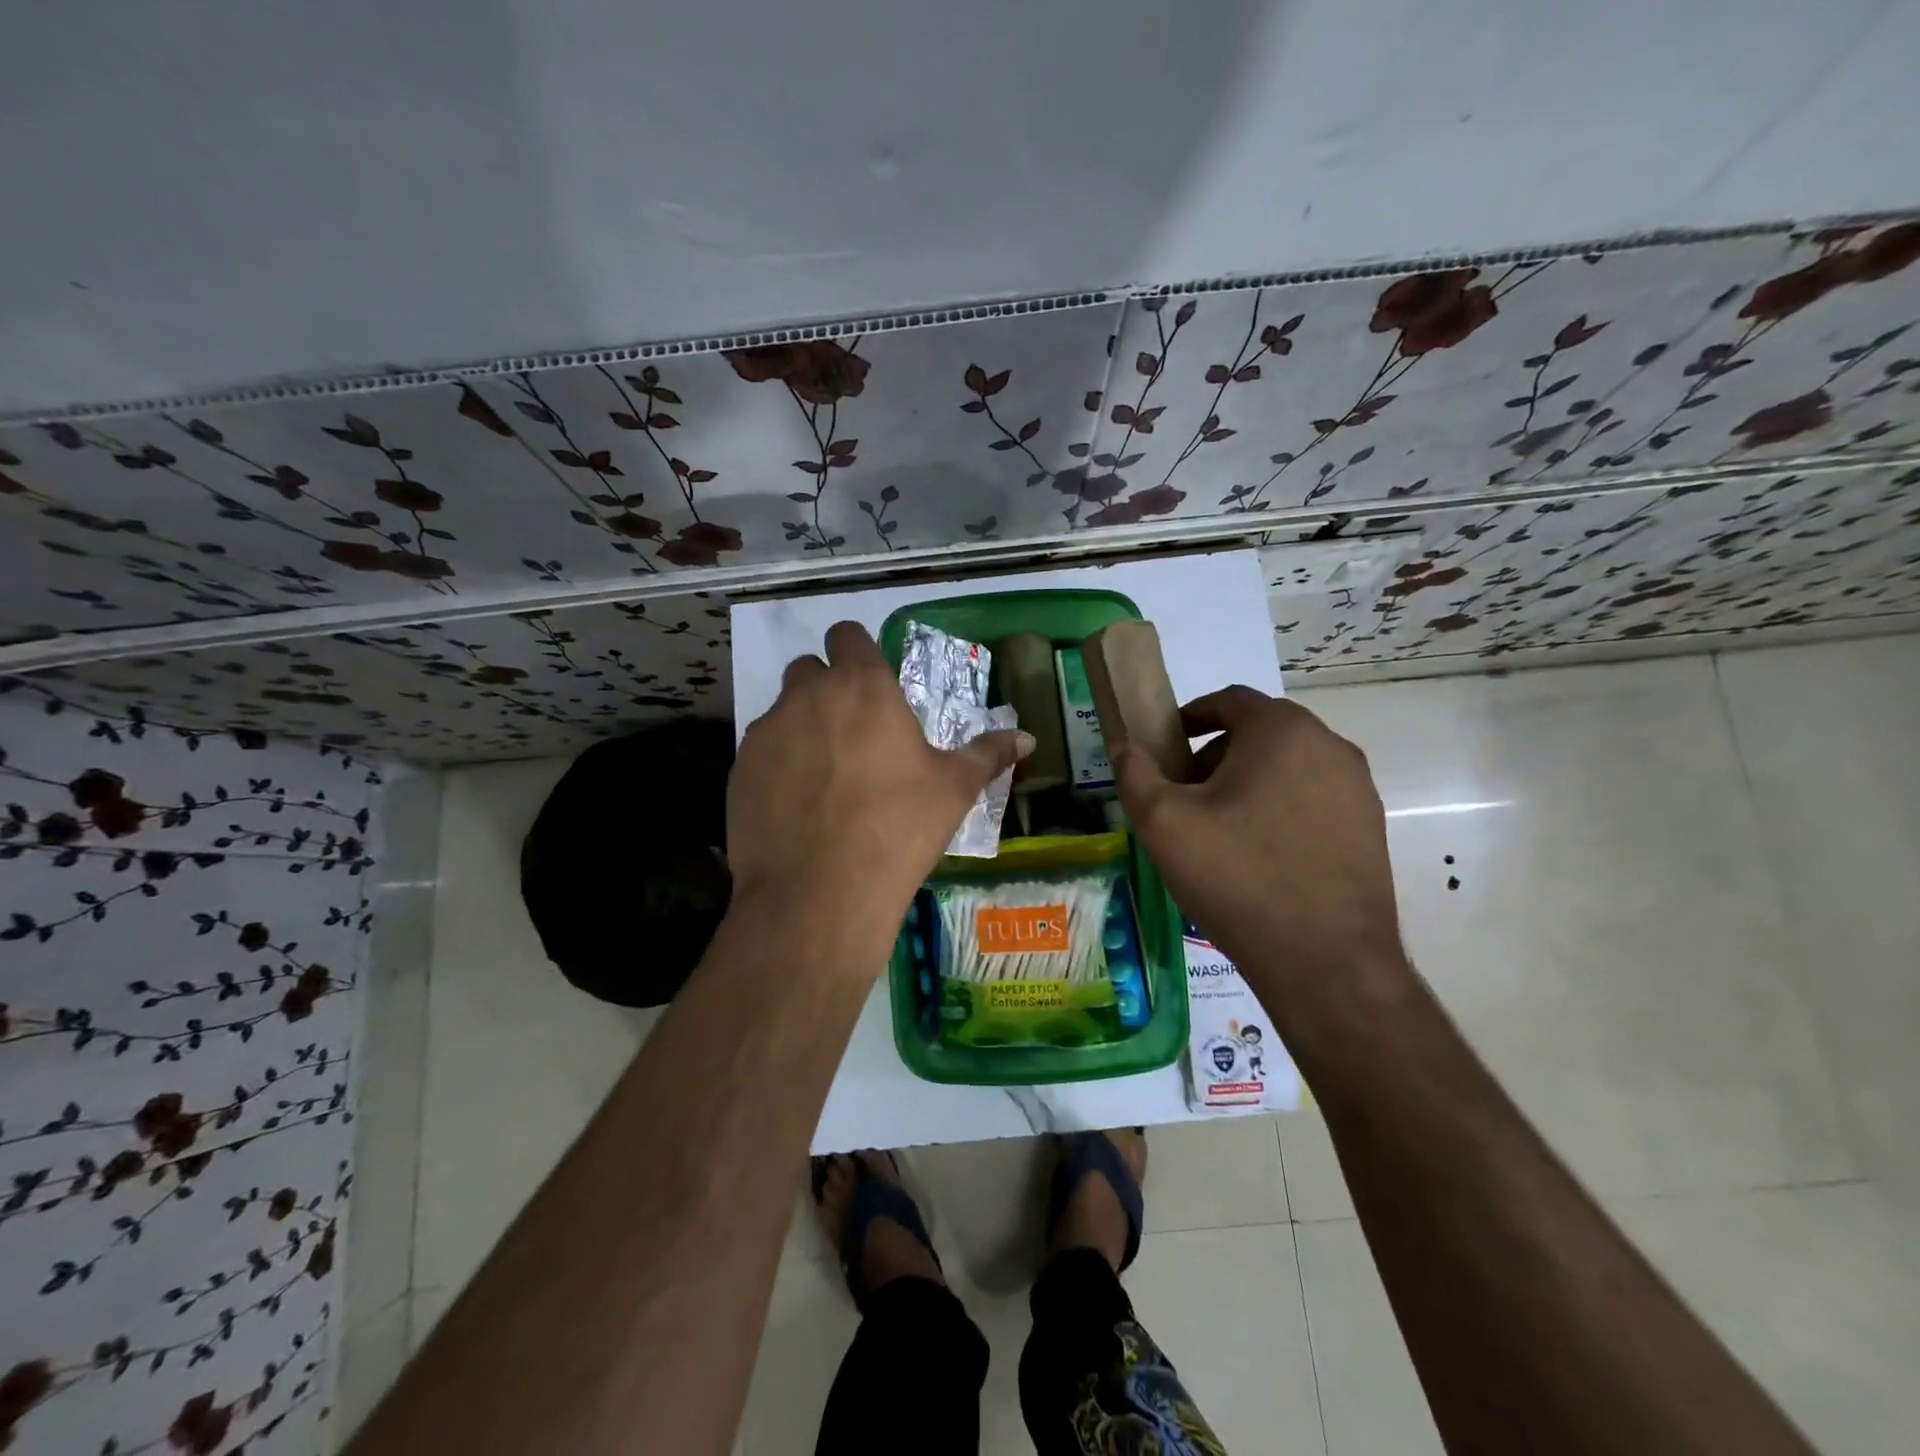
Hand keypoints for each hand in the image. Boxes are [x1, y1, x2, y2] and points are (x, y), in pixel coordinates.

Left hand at [726, 622, 1031, 972]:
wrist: (819, 893)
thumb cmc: (898, 828)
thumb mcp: (954, 790)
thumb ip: (988, 754)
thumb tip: (1029, 738)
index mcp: (862, 687)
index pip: (848, 634)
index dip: (859, 652)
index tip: (874, 684)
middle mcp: (807, 695)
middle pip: (810, 669)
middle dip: (828, 689)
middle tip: (854, 734)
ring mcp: (766, 732)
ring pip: (783, 711)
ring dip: (802, 727)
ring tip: (826, 777)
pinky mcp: (738, 770)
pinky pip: (761, 752)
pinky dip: (778, 766)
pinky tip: (798, 807)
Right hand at [1112, 686, 1402, 986]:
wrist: (1325, 961)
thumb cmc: (1237, 876)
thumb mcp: (1164, 822)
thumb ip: (1135, 773)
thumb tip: (1124, 745)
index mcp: (1282, 730)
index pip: (1229, 700)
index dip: (1189, 718)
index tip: (1164, 749)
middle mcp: (1330, 746)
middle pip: (1259, 733)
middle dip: (1214, 756)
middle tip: (1184, 796)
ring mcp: (1357, 788)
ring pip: (1287, 767)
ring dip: (1247, 783)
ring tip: (1218, 830)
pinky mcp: (1369, 828)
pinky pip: (1312, 799)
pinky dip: (1279, 808)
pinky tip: (1258, 856)